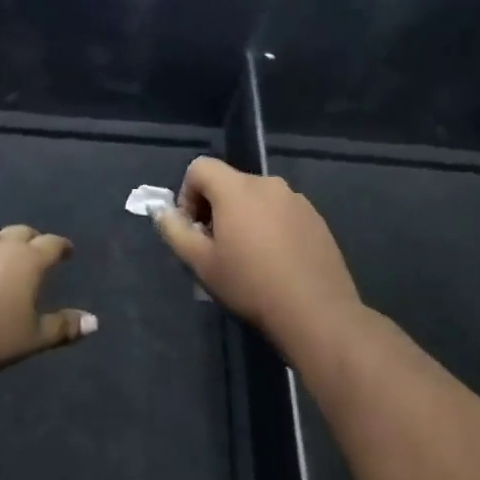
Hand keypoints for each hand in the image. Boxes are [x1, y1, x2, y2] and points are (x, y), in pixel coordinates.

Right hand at [153, 157, 361, 343]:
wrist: (316, 312)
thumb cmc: (251, 285)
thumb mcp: (201, 263)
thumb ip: (175, 231)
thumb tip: (162, 212)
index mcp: (237, 188)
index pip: (200, 167)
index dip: (187, 193)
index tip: (193, 229)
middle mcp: (268, 183)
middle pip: (229, 183)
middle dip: (215, 208)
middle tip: (217, 248)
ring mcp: (296, 199)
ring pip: (256, 198)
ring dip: (243, 217)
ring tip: (248, 257)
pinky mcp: (316, 218)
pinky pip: (281, 211)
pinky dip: (270, 226)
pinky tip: (275, 261)